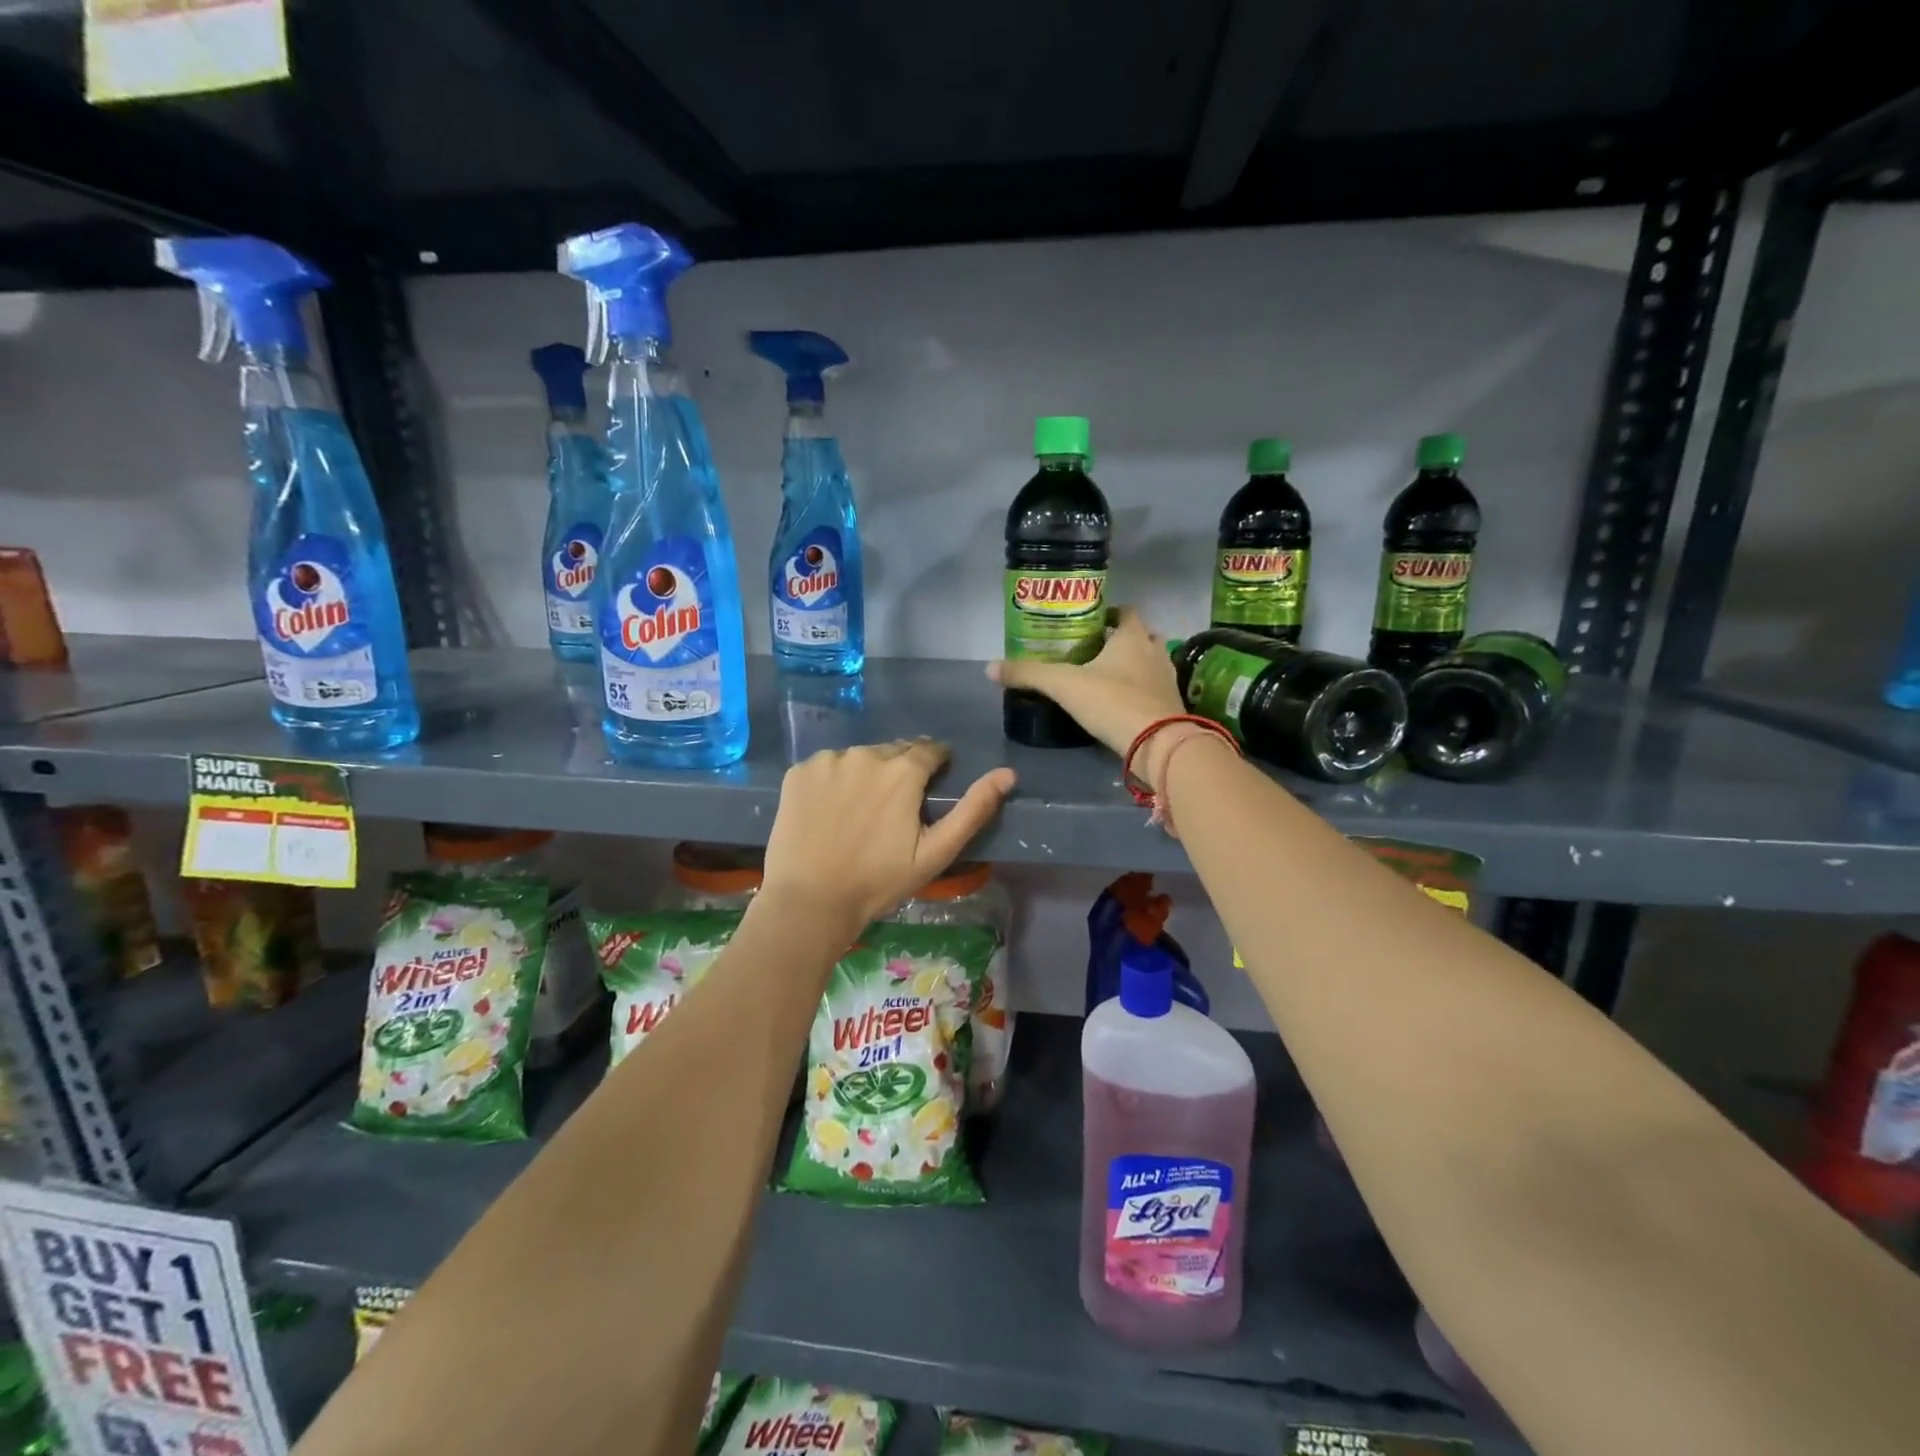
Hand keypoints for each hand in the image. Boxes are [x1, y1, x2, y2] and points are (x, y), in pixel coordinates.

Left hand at [761, 739, 1015, 930]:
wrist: (809, 902)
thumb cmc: (879, 882)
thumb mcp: (935, 853)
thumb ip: (973, 810)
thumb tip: (1008, 773)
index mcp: (902, 771)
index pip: (929, 750)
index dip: (935, 767)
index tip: (928, 790)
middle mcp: (865, 754)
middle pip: (893, 752)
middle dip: (900, 772)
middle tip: (893, 810)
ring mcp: (828, 761)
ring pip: (859, 758)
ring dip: (866, 775)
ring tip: (860, 813)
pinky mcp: (798, 772)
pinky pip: (827, 767)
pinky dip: (833, 782)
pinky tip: (830, 812)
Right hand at [989, 606, 1196, 786]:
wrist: (1159, 745)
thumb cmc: (1113, 702)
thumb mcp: (1064, 685)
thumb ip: (1029, 674)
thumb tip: (989, 667)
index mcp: (1132, 637)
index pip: (1126, 612)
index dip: (1110, 613)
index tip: (1090, 622)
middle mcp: (1154, 652)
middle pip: (1140, 636)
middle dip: (1120, 641)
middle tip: (1093, 651)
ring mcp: (1167, 680)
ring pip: (1149, 663)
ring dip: (1132, 666)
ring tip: (1104, 677)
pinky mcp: (1171, 707)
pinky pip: (1153, 690)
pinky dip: (1139, 691)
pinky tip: (1119, 704)